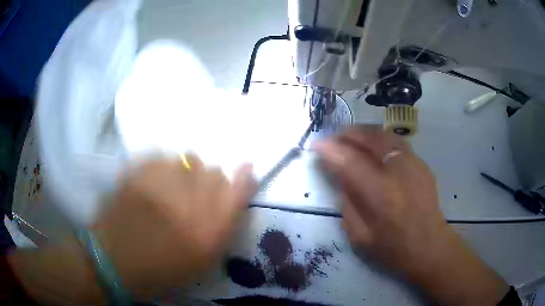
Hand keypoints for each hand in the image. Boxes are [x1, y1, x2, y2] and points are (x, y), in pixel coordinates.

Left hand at [93, 154, 256, 295]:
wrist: (115, 259)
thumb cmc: (162, 269)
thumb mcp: (203, 260)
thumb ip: (223, 228)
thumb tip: (235, 197)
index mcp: (209, 229)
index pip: (239, 189)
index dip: (244, 178)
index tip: (245, 171)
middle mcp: (189, 201)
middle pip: (214, 171)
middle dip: (209, 182)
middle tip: (193, 196)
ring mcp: (162, 180)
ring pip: (189, 159)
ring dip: (185, 173)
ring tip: (169, 191)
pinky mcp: (139, 169)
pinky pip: (164, 156)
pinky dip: (163, 167)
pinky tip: (153, 185)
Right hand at [314, 126, 508, 305]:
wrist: (430, 246)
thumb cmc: (393, 248)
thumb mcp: (360, 236)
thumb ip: (347, 203)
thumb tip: (339, 176)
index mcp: (381, 194)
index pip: (350, 160)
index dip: (330, 149)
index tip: (316, 145)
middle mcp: (399, 171)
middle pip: (370, 138)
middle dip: (347, 133)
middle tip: (334, 138)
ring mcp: (414, 164)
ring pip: (385, 135)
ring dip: (364, 132)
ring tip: (351, 137)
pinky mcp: (422, 164)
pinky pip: (397, 142)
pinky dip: (380, 139)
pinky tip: (374, 147)